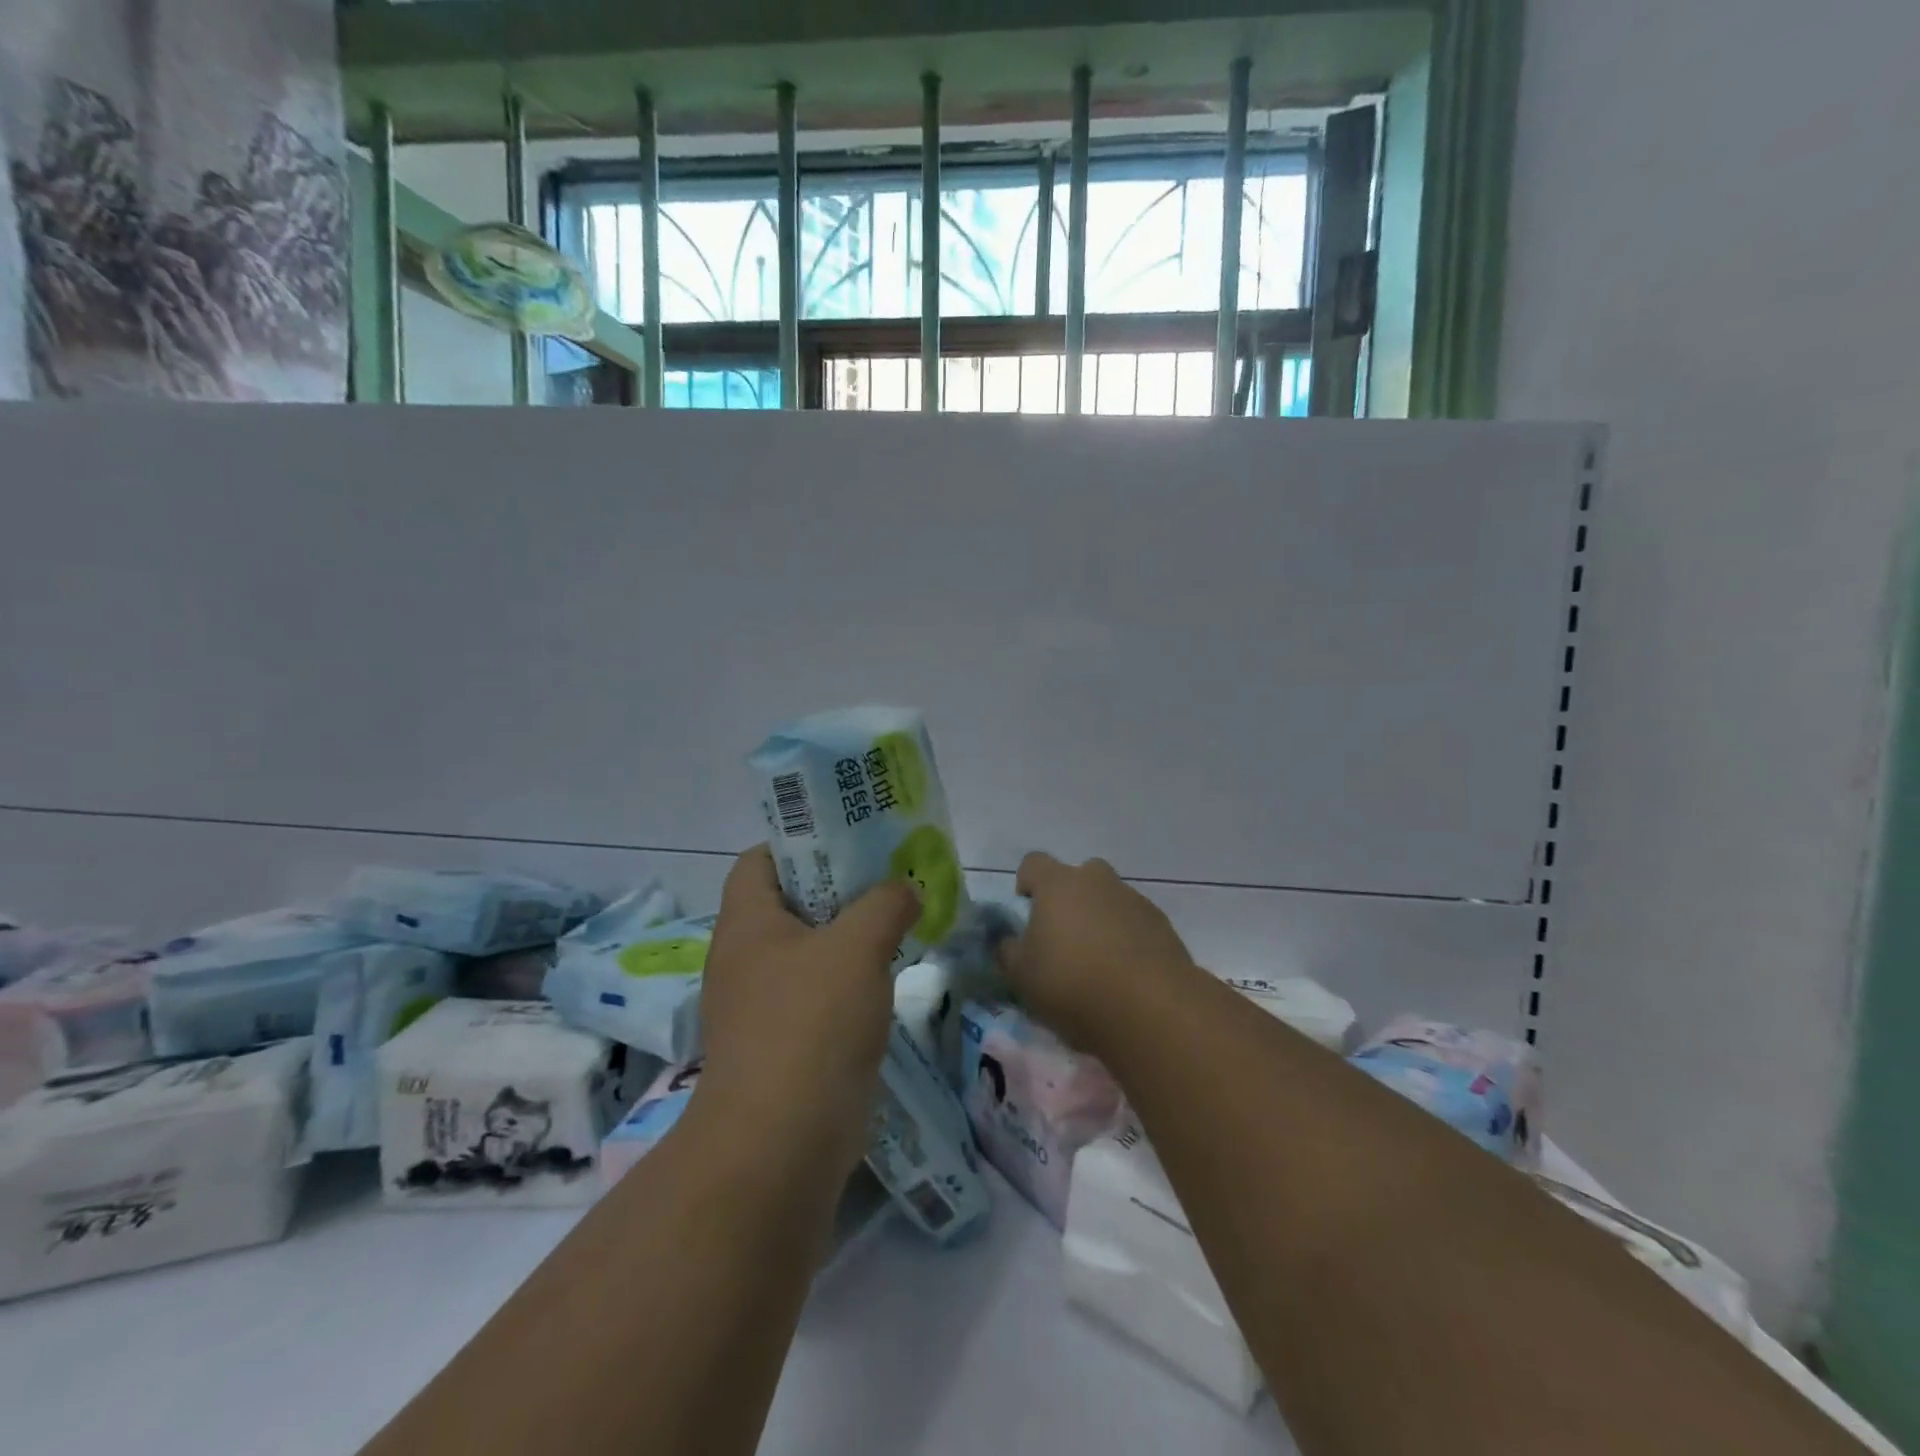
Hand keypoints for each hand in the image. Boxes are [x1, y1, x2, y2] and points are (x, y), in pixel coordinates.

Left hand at [693, 846, 920, 1177]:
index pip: (760, 859)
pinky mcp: (783, 1045)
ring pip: (809, 951)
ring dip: (850, 937)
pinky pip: (817, 994)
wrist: (780, 1146)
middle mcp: (745, 959)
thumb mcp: (857, 947)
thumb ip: (885, 903)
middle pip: (791, 903)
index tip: (851, 841)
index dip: (801, 841)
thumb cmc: (810, 1025)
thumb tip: (904, 889)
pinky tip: (888, 980)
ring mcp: (761, 1006)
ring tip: (899, 922)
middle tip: (890, 879)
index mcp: (746, 923)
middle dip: (840, 888)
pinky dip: (849, 981)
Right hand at [999, 851, 1198, 1047]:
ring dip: (1100, 919)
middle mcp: (1097, 880)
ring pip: (1109, 899)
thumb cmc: (1073, 985)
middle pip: (1078, 876)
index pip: (1033, 863)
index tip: (1026, 911)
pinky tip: (1125, 974)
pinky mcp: (1162, 924)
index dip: (1026, 883)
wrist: (1151, 1008)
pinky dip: (1127, 938)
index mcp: (1058, 884)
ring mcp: (1134, 900)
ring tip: (1097, 962)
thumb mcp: (1022, 976)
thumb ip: (1008, 951)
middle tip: (1063, 937)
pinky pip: (1135, 922)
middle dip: (1069, 898)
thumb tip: (1008, 940)